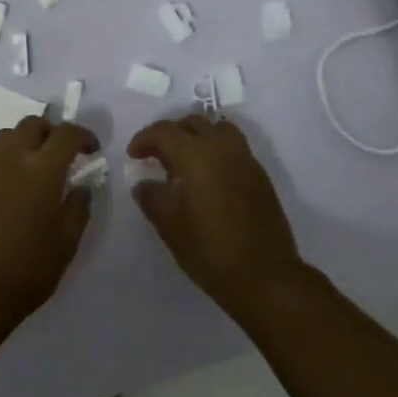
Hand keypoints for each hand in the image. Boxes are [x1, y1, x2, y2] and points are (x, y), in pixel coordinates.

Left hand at [0, 117, 98, 341]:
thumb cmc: (28, 269)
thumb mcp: (67, 242)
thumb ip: (78, 207)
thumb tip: (81, 187)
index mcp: (42, 169)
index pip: (65, 133)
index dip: (83, 135)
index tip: (92, 149)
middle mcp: (11, 159)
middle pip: (32, 125)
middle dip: (52, 132)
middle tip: (63, 153)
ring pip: (7, 136)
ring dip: (26, 141)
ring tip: (36, 166)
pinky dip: (7, 161)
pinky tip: (13, 188)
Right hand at [126, 116, 306, 313]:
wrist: (264, 274)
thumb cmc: (209, 249)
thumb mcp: (169, 225)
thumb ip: (152, 197)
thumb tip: (144, 183)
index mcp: (196, 154)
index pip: (164, 131)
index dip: (144, 139)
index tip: (133, 155)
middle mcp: (222, 147)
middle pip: (192, 122)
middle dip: (170, 134)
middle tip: (156, 156)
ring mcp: (245, 158)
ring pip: (217, 129)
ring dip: (197, 137)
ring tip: (184, 161)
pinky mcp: (259, 174)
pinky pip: (233, 147)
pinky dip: (216, 150)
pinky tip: (207, 177)